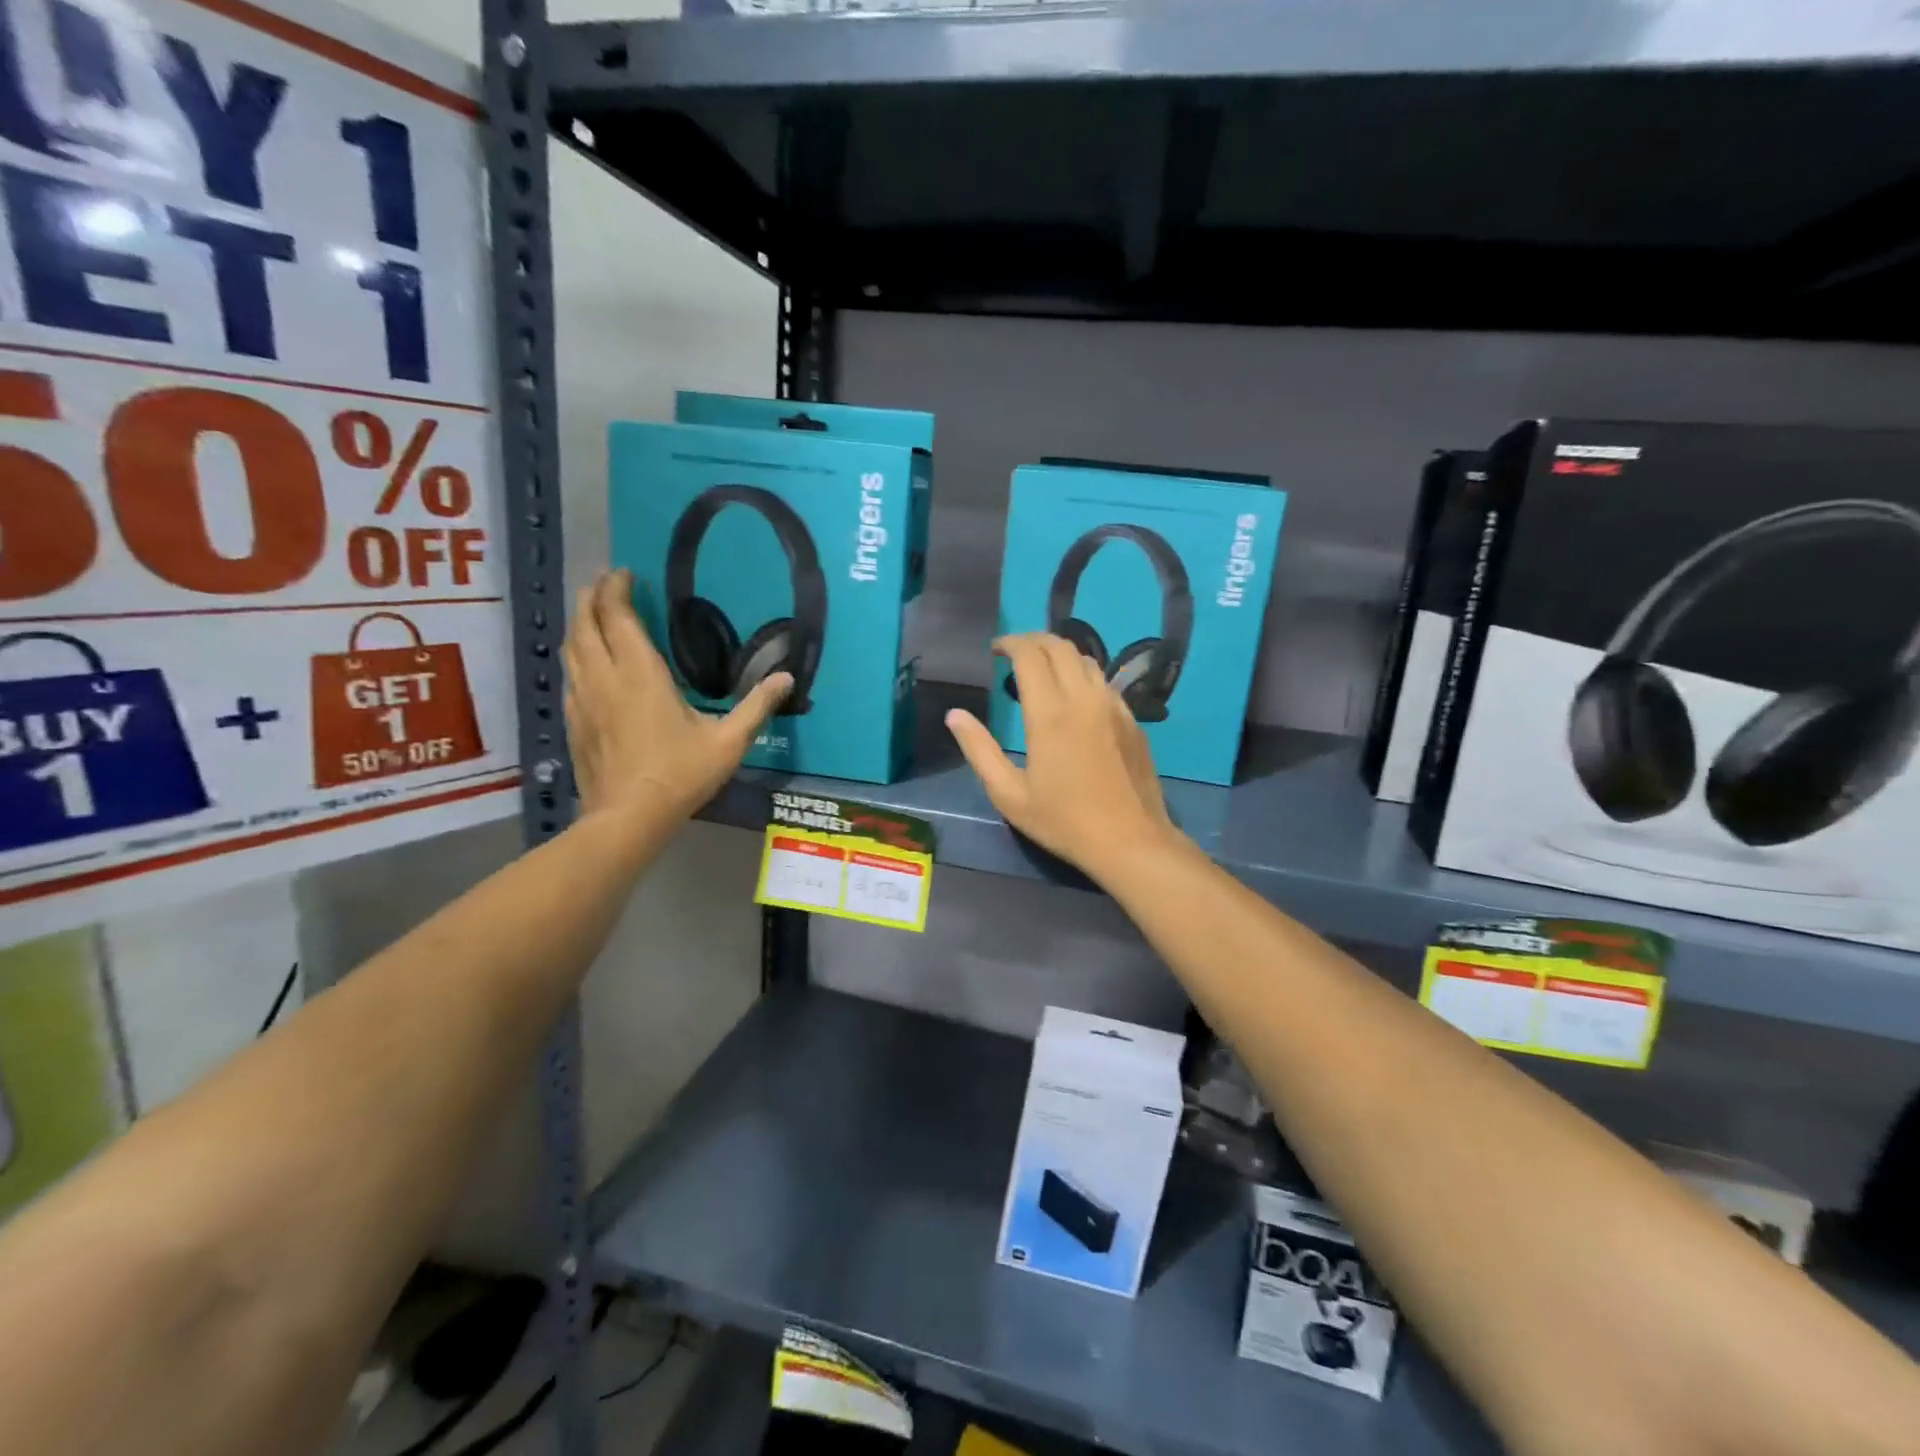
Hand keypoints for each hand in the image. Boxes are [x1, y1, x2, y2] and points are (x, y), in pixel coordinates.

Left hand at [564, 570, 790, 829]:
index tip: (624, 572)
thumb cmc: (681, 775)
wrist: (628, 817)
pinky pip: (569, 675)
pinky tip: (587, 665)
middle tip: (605, 582)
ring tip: (592, 613)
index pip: (618, 617)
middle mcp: (605, 678)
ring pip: (571, 648)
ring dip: (579, 623)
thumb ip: (757, 706)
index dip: (617, 589)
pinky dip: (576, 655)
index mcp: (640, 674)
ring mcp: (583, 700)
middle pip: (585, 624)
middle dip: (592, 597)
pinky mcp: (574, 721)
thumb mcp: (729, 742)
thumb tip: (787, 678)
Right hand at [946, 633, 1183, 882]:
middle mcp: (1084, 698)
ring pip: (1086, 659)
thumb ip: (979, 750)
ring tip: (1041, 671)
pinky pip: (1104, 682)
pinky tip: (1074, 699)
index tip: (994, 650)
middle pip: (1060, 646)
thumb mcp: (1009, 794)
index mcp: (1050, 713)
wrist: (1130, 841)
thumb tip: (955, 715)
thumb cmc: (1064, 821)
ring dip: (1060, 654)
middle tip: (1014, 653)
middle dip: (1033, 641)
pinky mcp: (1131, 720)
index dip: (1009, 643)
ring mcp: (1113, 706)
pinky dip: (1082, 675)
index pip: (1030, 654)